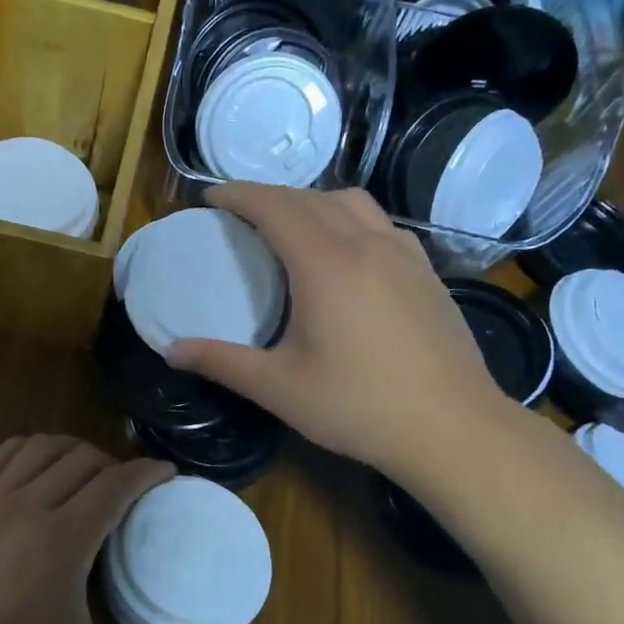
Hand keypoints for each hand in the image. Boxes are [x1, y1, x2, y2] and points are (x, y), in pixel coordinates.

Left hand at [0, 436, 214, 623]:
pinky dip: (24, 451)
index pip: (114, 483)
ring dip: (69, 450)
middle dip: (112, 462)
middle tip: (128, 488)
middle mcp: (25, 508)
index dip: (146, 471)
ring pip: (36, 448)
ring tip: (85, 473)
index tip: (167, 473)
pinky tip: (34, 470)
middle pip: (79, 458)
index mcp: (62, 540)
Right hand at [165, 184, 510, 487]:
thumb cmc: (358, 407)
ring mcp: (404, 255)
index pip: (275, 206)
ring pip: (353, 203)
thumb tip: (171, 350)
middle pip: (311, 197)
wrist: (452, 428)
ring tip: (292, 228)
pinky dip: (350, 221)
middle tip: (241, 216)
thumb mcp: (278, 388)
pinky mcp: (428, 273)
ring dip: (313, 202)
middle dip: (270, 197)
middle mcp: (367, 244)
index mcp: (325, 264)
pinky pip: (381, 225)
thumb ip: (221, 362)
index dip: (239, 194)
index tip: (212, 199)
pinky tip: (346, 256)